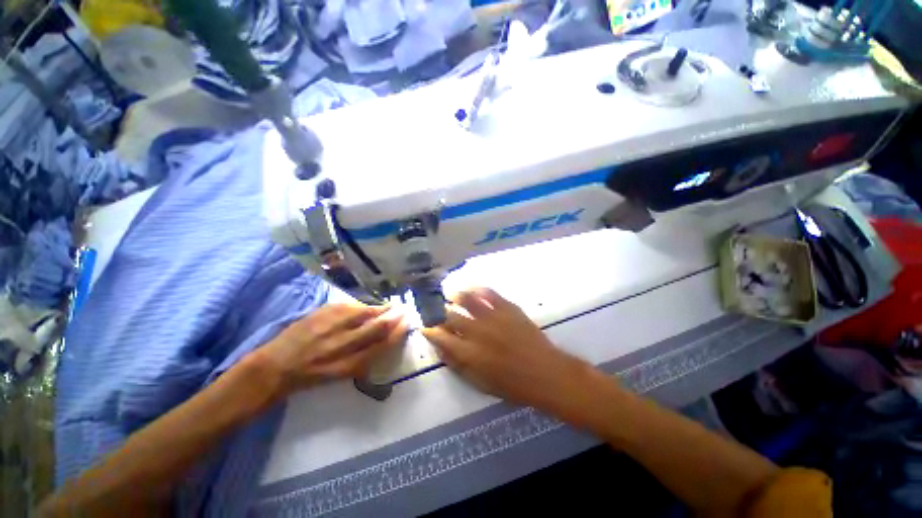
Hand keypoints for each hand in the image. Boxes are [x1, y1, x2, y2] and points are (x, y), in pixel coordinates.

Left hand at [259, 303, 407, 396]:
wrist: (275, 366)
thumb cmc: (310, 376)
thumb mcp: (339, 375)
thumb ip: (363, 359)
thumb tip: (384, 340)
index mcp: (347, 365)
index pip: (381, 345)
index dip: (397, 333)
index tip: (407, 324)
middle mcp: (341, 345)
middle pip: (376, 326)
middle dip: (394, 316)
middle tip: (405, 310)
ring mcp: (331, 326)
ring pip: (365, 313)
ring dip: (382, 308)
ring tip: (391, 306)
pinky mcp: (322, 313)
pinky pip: (350, 306)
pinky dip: (362, 306)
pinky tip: (367, 306)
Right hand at [422, 288, 592, 411]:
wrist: (546, 373)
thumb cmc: (513, 385)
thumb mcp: (480, 382)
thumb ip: (458, 364)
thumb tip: (442, 348)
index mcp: (469, 352)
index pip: (441, 337)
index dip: (430, 330)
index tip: (426, 327)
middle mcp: (477, 331)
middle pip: (450, 315)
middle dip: (440, 312)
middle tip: (438, 310)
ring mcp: (493, 316)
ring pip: (467, 299)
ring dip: (456, 296)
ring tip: (452, 295)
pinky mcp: (507, 308)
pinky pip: (489, 293)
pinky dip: (478, 290)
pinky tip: (474, 290)